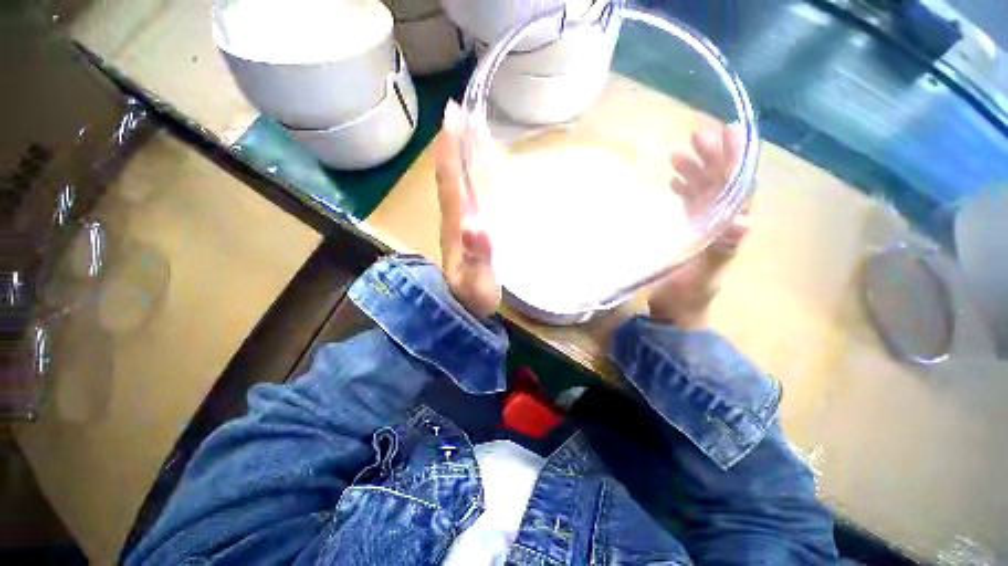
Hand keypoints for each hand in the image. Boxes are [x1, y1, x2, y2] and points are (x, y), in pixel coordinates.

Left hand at [435, 101, 500, 318]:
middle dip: (453, 141)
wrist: (463, 309)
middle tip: (459, 108)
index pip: (450, 181)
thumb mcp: (477, 281)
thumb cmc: (473, 297)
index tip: (453, 114)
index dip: (450, 149)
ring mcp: (460, 223)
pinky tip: (477, 165)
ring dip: (460, 153)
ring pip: (456, 181)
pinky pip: (466, 194)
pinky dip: (469, 174)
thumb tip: (476, 224)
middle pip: (450, 174)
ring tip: (468, 126)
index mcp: (455, 225)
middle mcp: (454, 218)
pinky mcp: (468, 229)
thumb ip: (477, 256)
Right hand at [648, 124, 750, 328]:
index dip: (736, 160)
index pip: (739, 188)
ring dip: (695, 170)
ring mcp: (706, 226)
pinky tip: (673, 180)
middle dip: (712, 158)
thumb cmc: (687, 296)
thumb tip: (744, 222)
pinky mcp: (691, 231)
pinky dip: (685, 188)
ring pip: (706, 190)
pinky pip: (691, 203)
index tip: (728, 132)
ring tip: (677, 154)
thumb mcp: (703, 276)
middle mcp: (722, 223)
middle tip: (696, 136)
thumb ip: (722, 250)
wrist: (675, 311)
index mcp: (730, 230)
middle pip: (722, 183)